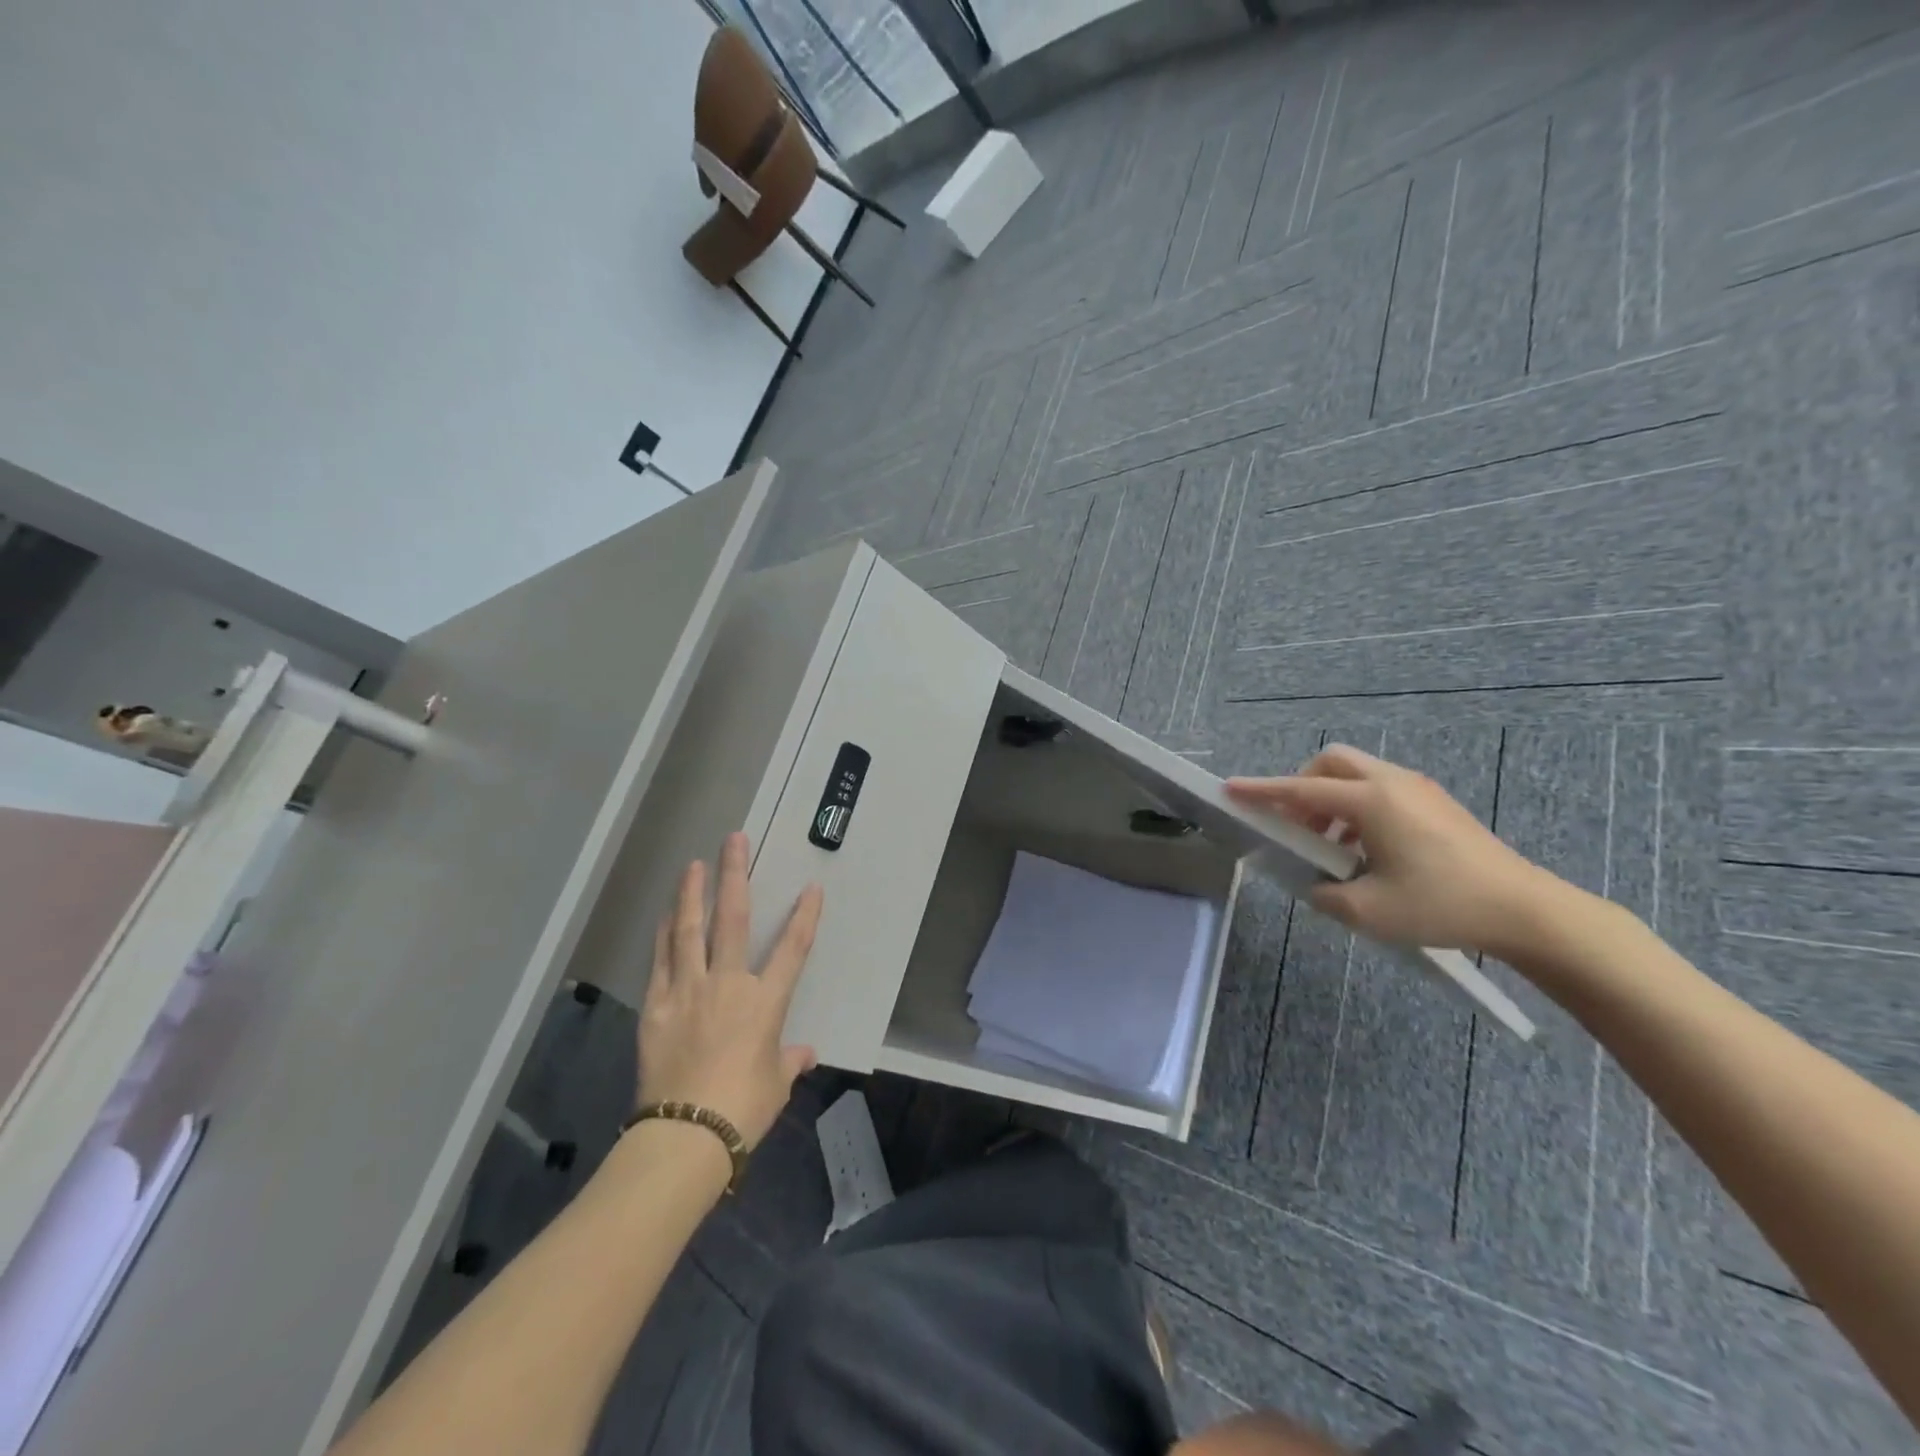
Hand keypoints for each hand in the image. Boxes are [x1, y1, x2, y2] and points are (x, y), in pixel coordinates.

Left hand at [637, 832, 823, 1149]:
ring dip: (692, 894)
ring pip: (689, 931)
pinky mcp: (657, 1007)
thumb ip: (788, 1061)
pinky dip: (664, 935)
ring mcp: (688, 991)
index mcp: (764, 1002)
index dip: (805, 916)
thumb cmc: (742, 1110)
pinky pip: (660, 961)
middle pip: (733, 920)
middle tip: (733, 840)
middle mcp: (727, 985)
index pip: (792, 949)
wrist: (684, 1136)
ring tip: (693, 864)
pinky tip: (665, 915)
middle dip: (735, 876)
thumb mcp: (774, 1085)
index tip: (811, 888)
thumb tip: (804, 1053)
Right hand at [1228, 743, 1556, 958]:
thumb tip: (1315, 884)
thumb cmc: (1442, 906)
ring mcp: (1419, 790)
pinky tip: (1366, 851)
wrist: (1527, 911)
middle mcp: (1392, 783)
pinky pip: (1381, 789)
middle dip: (1301, 786)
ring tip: (1330, 847)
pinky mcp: (1437, 804)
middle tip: (1296, 825)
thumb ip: (1325, 894)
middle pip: (1330, 763)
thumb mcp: (1368, 911)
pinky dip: (1357, 809)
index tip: (1230, 788)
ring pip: (1357, 775)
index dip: (1261, 791)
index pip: (1300, 790)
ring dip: (1330, 801)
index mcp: (1371, 802)